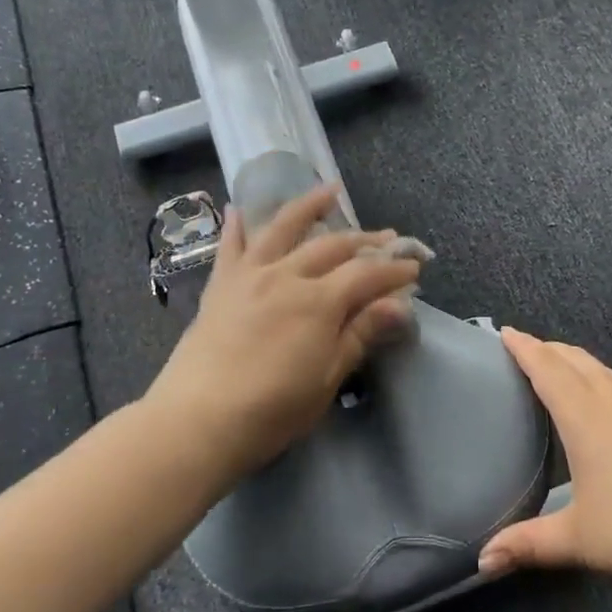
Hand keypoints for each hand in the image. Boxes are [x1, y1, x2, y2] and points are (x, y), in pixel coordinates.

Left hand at [146, 183, 422, 481]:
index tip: (414, 268)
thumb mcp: (327, 378)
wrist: (197, 421)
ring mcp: (250, 276)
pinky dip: (236, 226)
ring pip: (283, 229)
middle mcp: (286, 276)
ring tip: (328, 191)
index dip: (393, 269)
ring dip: (309, 206)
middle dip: (366, 240)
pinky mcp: (220, 286)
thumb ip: (360, 334)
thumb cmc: (271, 410)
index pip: (367, 274)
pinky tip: (236, 208)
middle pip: (333, 246)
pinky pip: (230, 247)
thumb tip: (400, 304)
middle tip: (389, 237)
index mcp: (318, 301)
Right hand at [479, 330, 611, 600]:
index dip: (525, 348)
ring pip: (607, 371)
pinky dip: (608, 381)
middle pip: (577, 361)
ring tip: (566, 366)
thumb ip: (528, 544)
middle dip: (550, 349)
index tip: (506, 331)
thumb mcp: (580, 540)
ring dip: (580, 362)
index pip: (548, 369)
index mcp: (585, 418)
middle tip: (528, 347)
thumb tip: (482, 562)